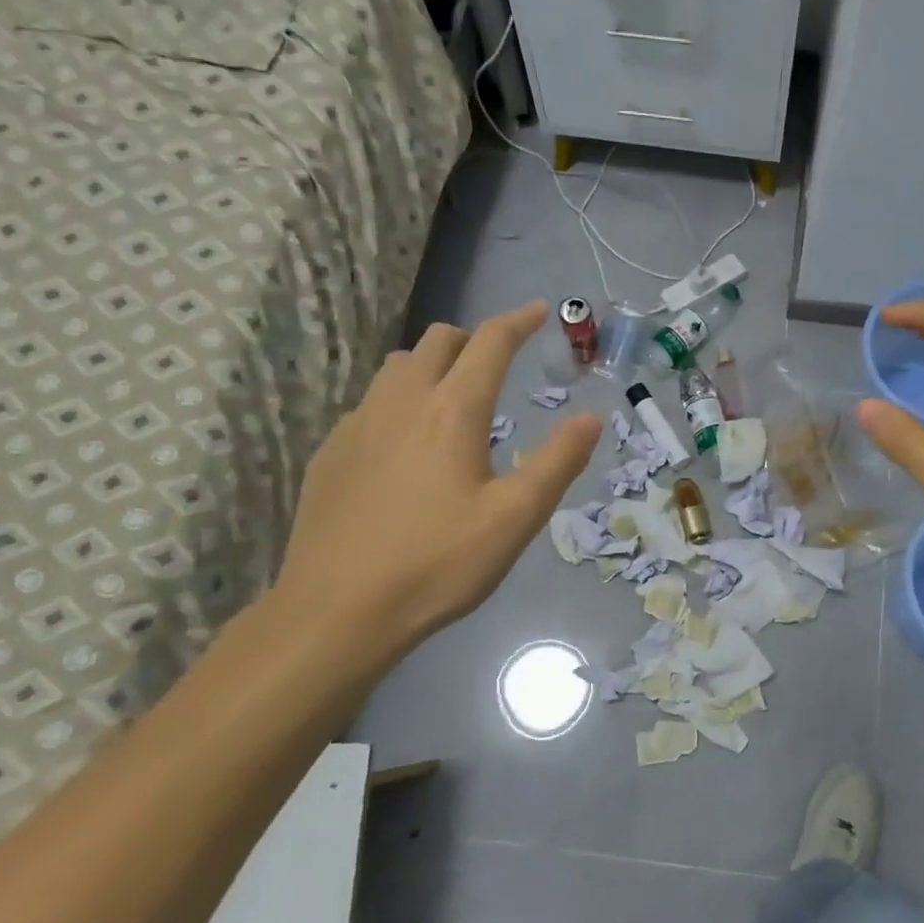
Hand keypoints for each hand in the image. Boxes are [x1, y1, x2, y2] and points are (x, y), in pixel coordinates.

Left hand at [272, 300, 600, 680]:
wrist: (338, 611)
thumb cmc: (438, 564)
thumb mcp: (515, 518)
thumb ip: (557, 462)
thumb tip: (591, 417)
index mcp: (453, 411)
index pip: (490, 343)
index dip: (519, 321)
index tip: (540, 311)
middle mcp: (402, 402)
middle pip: (437, 341)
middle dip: (473, 340)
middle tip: (498, 364)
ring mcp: (358, 424)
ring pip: (397, 367)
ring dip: (431, 366)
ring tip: (452, 402)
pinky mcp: (332, 453)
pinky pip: (371, 404)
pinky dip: (399, 403)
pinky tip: (405, 449)